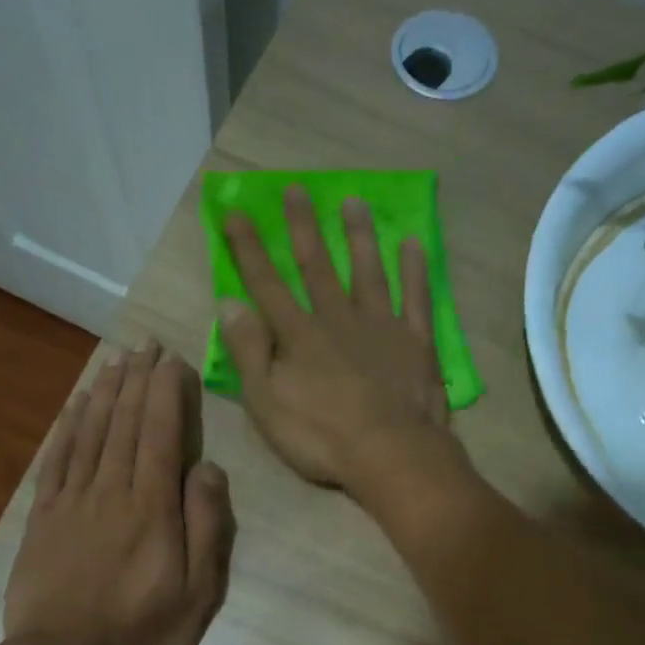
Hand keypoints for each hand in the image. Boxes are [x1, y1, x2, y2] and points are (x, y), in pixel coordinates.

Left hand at [5, 344, 234, 644]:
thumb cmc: (141, 632)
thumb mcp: (198, 592)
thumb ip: (206, 527)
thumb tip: (207, 469)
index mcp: (152, 508)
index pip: (160, 434)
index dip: (166, 392)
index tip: (171, 360)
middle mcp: (111, 491)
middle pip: (124, 423)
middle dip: (137, 379)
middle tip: (145, 344)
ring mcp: (71, 501)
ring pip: (91, 432)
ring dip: (105, 392)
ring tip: (116, 360)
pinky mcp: (43, 517)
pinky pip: (57, 459)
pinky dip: (68, 426)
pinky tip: (76, 405)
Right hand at [219, 187, 462, 502]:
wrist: (390, 455)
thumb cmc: (321, 437)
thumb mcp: (267, 404)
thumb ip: (248, 353)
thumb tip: (229, 303)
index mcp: (299, 336)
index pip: (267, 284)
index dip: (249, 249)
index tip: (236, 212)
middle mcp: (338, 319)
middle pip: (317, 266)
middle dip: (303, 227)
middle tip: (296, 189)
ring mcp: (381, 326)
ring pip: (368, 271)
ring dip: (359, 236)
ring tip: (352, 201)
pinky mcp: (415, 341)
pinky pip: (415, 298)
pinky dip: (414, 271)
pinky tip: (413, 244)